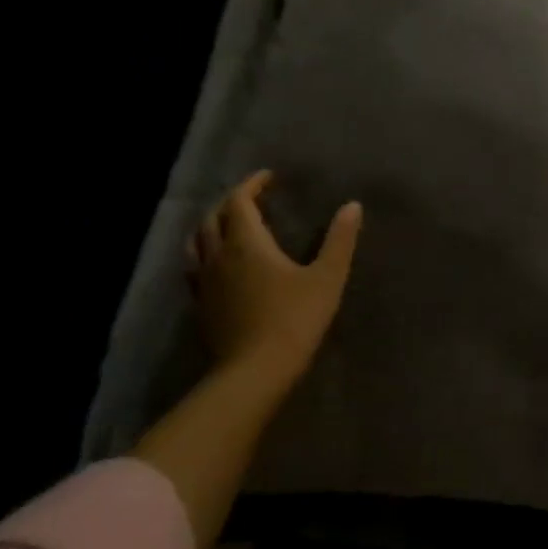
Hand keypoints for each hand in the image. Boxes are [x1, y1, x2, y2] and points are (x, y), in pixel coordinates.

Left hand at [190, 171, 361, 387]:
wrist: (255, 371)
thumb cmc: (295, 319)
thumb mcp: (328, 277)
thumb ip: (339, 240)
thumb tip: (352, 206)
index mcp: (247, 243)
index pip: (239, 202)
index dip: (251, 185)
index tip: (268, 177)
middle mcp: (218, 256)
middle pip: (212, 219)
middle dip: (231, 203)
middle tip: (252, 200)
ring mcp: (204, 283)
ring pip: (197, 243)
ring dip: (211, 227)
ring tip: (230, 227)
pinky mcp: (201, 306)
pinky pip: (195, 268)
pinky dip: (205, 254)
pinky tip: (220, 266)